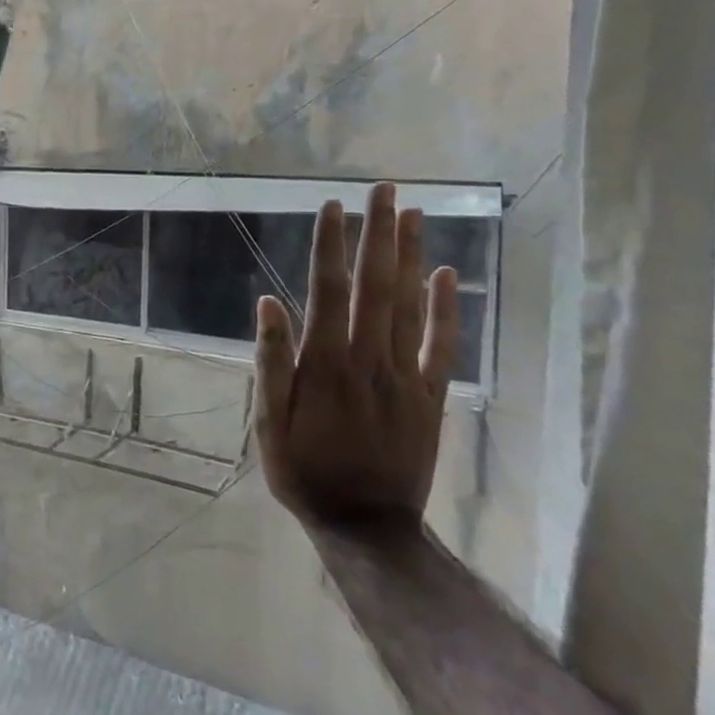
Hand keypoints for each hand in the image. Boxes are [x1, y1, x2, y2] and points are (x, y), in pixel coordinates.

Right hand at [252, 181, 459, 528]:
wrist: (367, 526)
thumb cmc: (304, 470)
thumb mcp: (268, 422)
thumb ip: (271, 362)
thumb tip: (268, 303)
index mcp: (325, 363)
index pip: (329, 290)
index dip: (330, 246)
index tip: (332, 207)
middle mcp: (369, 358)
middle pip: (376, 285)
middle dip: (378, 234)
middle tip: (384, 189)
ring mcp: (405, 375)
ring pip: (410, 305)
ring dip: (411, 256)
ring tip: (412, 214)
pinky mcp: (430, 395)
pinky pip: (441, 344)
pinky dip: (446, 308)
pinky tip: (446, 275)